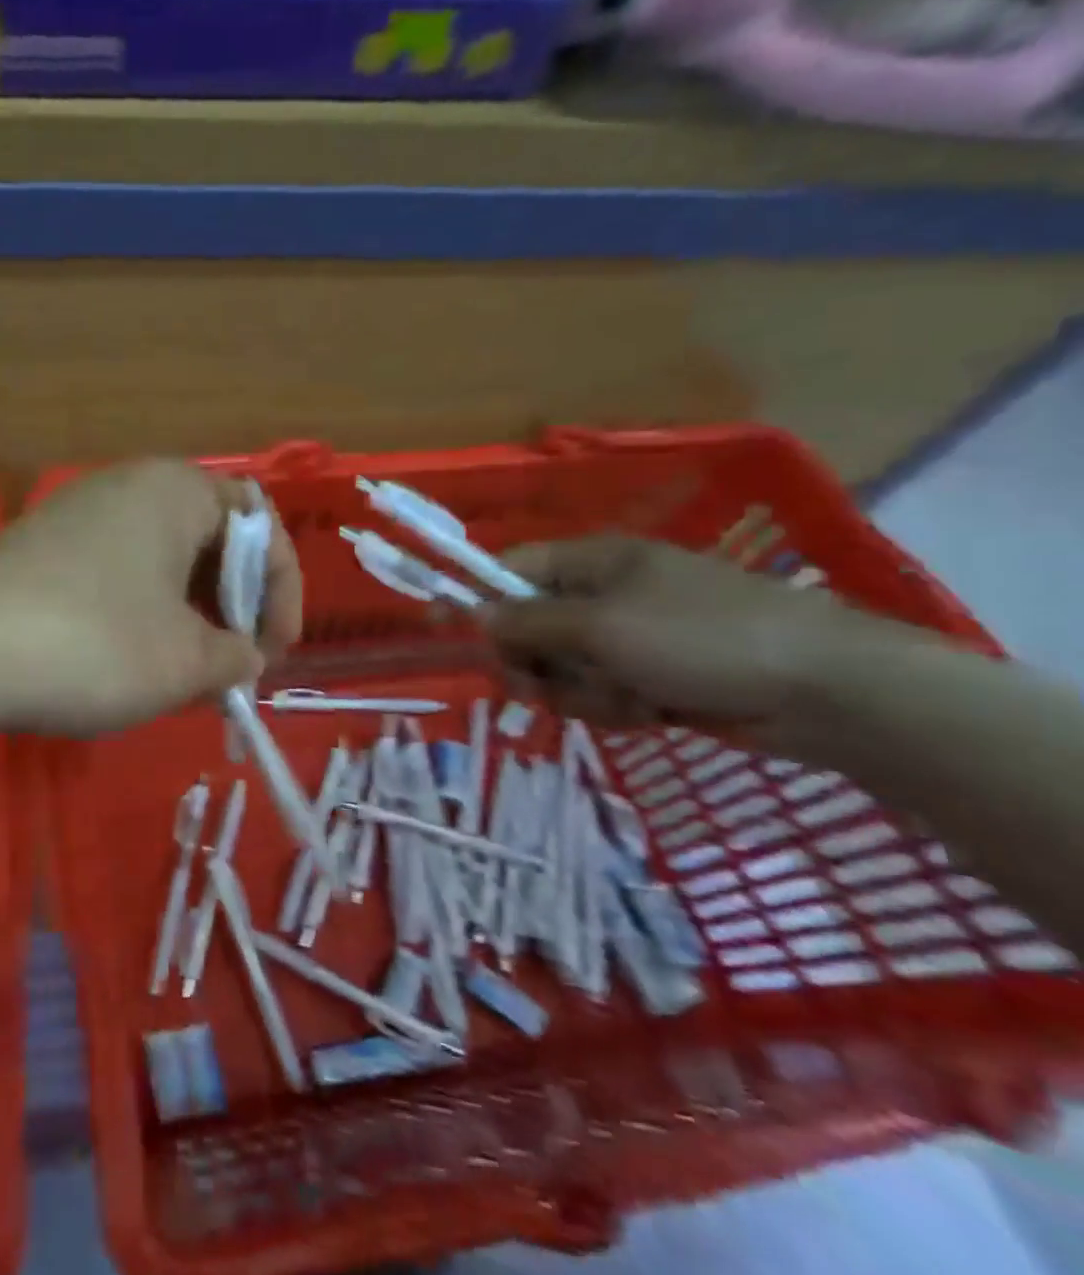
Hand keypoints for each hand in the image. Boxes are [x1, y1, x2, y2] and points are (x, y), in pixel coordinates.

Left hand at [0, 459, 303, 735]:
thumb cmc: (94, 643)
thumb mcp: (185, 661)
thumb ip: (234, 657)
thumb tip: (242, 657)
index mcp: (177, 490)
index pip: (259, 524)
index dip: (281, 591)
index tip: (271, 653)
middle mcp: (128, 486)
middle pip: (208, 540)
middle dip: (232, 606)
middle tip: (230, 666)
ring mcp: (77, 514)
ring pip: (160, 561)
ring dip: (187, 616)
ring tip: (184, 675)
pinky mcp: (42, 549)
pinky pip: (116, 574)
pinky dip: (140, 614)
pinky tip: (128, 663)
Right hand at [482, 536, 853, 737]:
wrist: (825, 691)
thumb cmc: (702, 638)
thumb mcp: (601, 626)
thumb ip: (528, 621)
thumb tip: (472, 614)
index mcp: (594, 561)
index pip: (512, 571)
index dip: (479, 600)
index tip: (450, 633)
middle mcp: (606, 594)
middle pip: (531, 627)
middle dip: (535, 662)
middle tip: (540, 687)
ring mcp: (632, 637)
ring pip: (564, 668)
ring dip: (580, 692)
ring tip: (623, 701)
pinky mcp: (655, 675)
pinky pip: (602, 692)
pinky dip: (615, 707)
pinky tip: (649, 713)